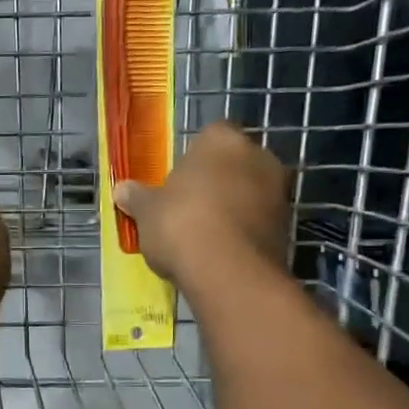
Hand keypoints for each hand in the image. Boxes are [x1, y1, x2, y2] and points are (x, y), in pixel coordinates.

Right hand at [113, 122, 289, 285]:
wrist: (229, 273)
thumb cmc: (181, 224)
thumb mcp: (147, 211)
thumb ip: (137, 197)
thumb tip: (121, 189)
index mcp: (222, 140)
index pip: (210, 135)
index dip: (194, 156)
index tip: (178, 179)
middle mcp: (258, 156)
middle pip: (233, 162)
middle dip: (217, 179)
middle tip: (189, 204)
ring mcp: (278, 191)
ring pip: (250, 191)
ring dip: (233, 205)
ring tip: (205, 232)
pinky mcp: (288, 225)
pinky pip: (259, 219)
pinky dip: (244, 230)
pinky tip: (222, 250)